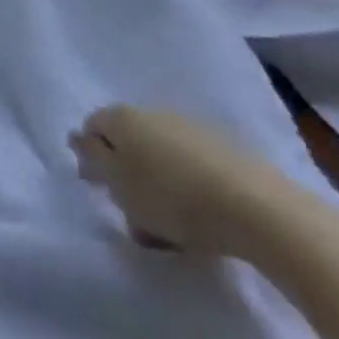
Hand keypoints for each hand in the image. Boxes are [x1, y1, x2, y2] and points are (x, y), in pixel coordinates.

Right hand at [69, 104, 290, 256]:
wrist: (260, 210)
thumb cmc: (174, 198)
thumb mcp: (119, 184)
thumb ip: (93, 158)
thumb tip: (78, 138)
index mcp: (122, 116)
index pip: (93, 127)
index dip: (92, 157)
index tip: (101, 190)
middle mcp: (154, 112)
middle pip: (128, 142)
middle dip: (127, 174)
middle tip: (135, 214)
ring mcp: (194, 128)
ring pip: (162, 156)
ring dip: (159, 184)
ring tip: (171, 226)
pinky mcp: (229, 151)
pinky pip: (194, 167)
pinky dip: (190, 188)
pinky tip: (202, 217)